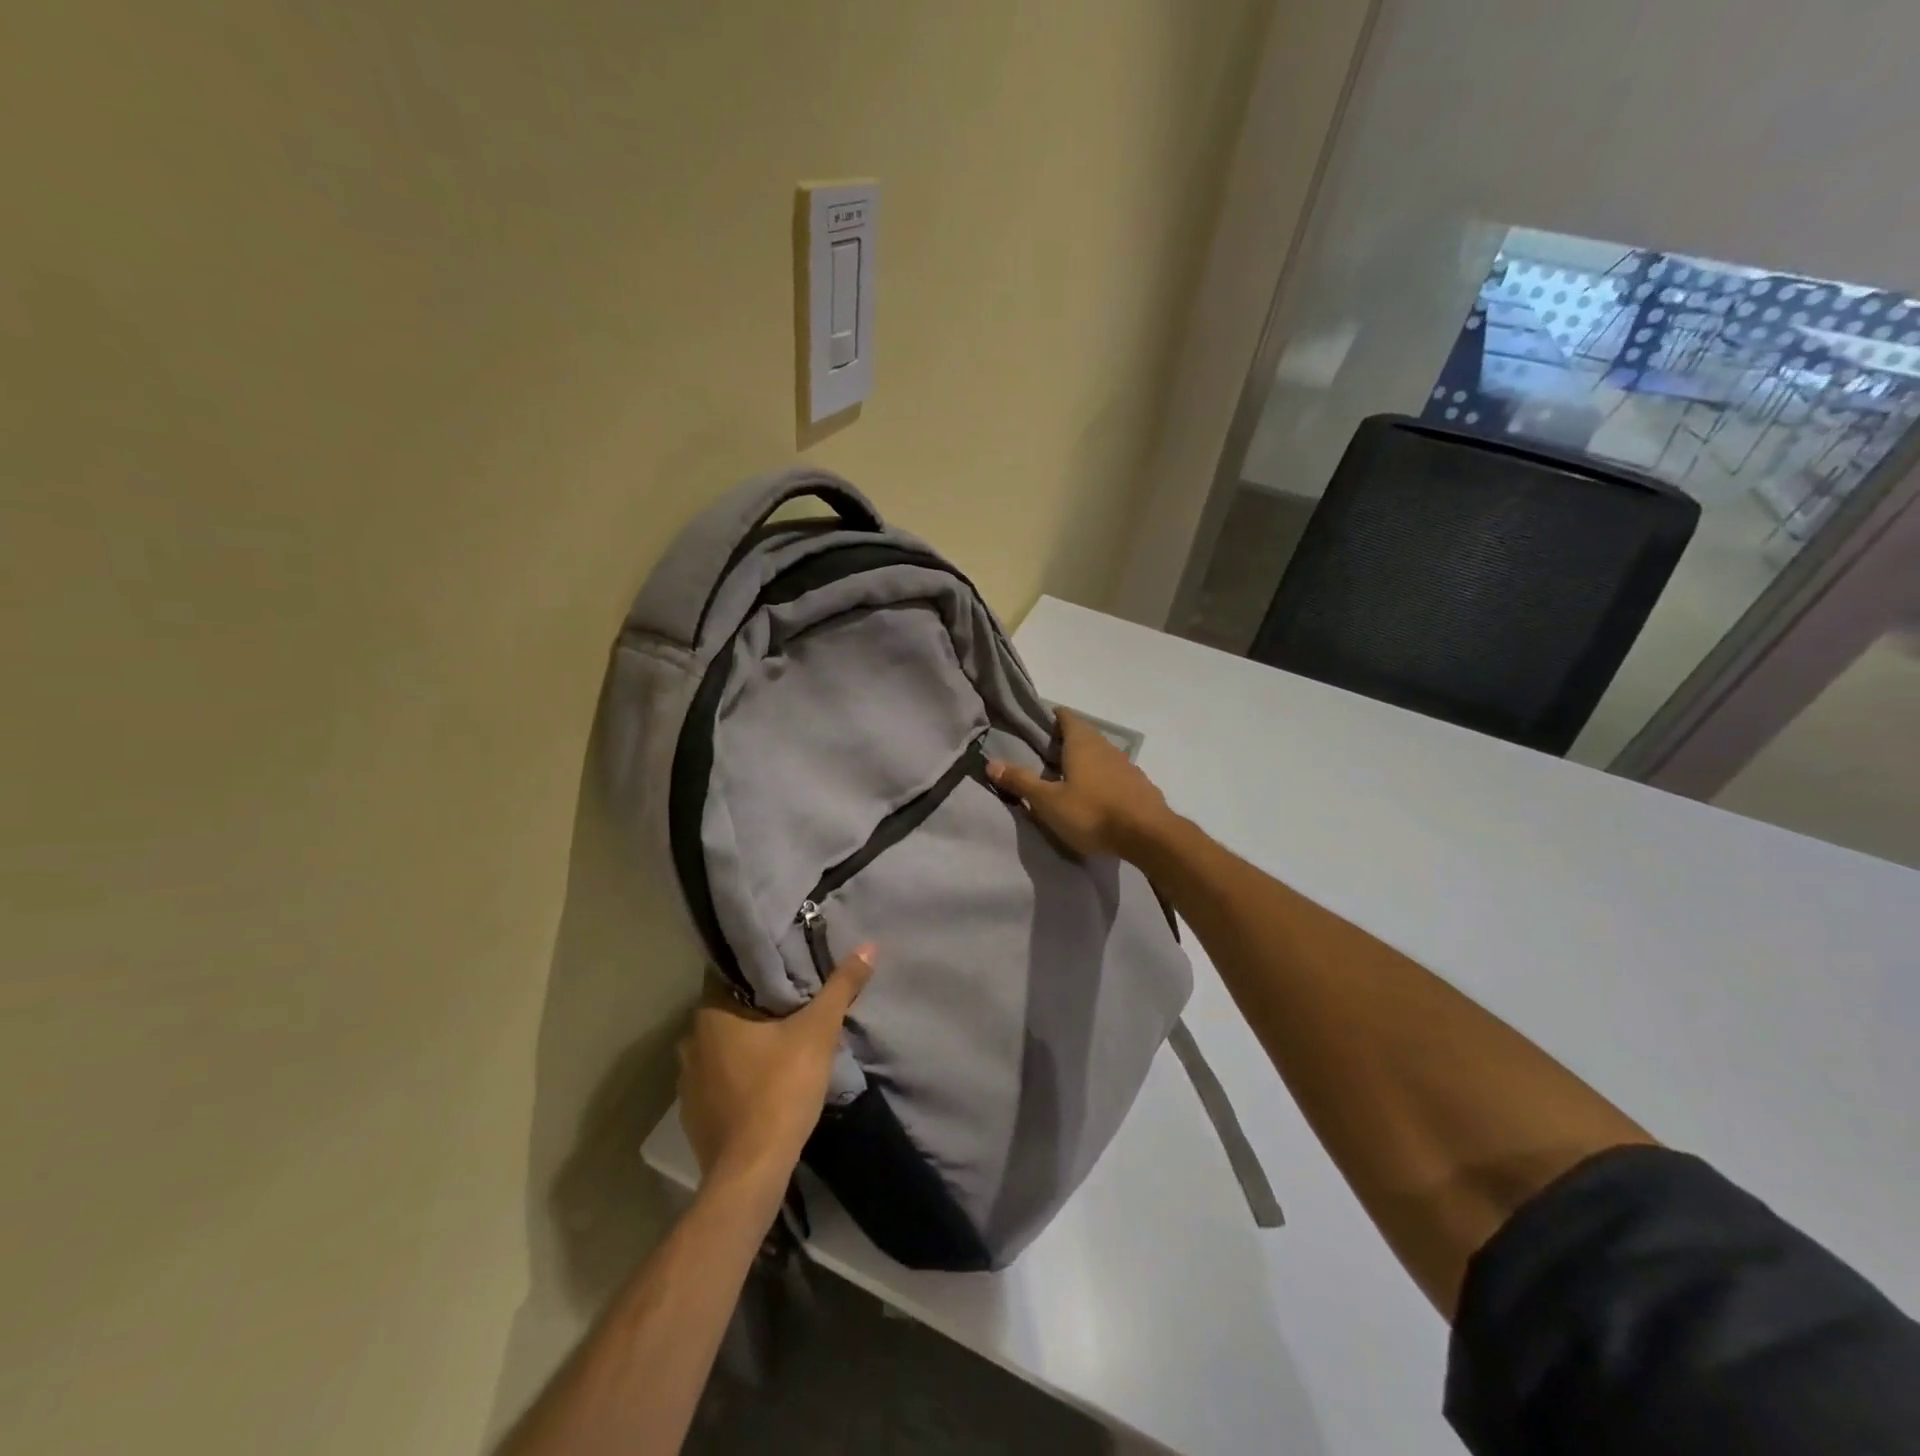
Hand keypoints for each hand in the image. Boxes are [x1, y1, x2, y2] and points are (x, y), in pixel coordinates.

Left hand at [677, 945, 875, 1182]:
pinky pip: (719, 1078)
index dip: (760, 967)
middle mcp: (691, 1041)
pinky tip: (766, 1080)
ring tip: (785, 1038)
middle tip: (796, 1000)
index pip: (731, 972)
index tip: (788, 965)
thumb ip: (841, 987)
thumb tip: (868, 946)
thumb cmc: (781, 1089)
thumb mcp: (819, 1032)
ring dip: (749, 1041)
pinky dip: (740, 1074)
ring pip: (723, 1045)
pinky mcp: (694, 1114)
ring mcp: (688, 1081)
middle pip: (729, 1009)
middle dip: (760, 1005)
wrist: (752, 1172)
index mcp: (711, 1014)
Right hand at [987, 708, 1175, 859]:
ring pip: (1101, 755)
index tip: (1037, 727)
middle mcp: (1106, 746)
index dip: (1051, 718)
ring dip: (1086, 761)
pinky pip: (1115, 774)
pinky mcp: (1140, 785)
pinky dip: (1102, 779)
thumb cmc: (1092, 812)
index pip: (1066, 717)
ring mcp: (1127, 765)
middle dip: (1066, 741)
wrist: (1148, 835)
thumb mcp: (1048, 801)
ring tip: (1068, 777)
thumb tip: (991, 762)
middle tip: (1045, 755)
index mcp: (1082, 743)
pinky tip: (1096, 796)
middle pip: (1084, 735)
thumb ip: (1021, 781)